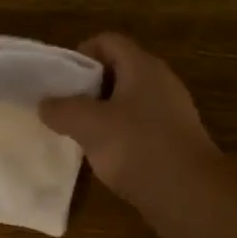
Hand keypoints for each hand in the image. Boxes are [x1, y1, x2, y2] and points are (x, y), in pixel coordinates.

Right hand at [38, 33, 224, 207]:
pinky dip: (121, 133)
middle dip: (89, 85)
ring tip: (81, 132)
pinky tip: (107, 155)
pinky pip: (141, 125)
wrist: (191, 196)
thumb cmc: (138, 148)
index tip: (62, 79)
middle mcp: (161, 82)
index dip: (81, 53)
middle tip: (66, 106)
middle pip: (119, 69)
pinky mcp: (176, 139)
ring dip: (103, 112)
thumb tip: (45, 104)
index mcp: (143, 67)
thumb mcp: (89, 126)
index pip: (109, 41)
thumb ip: (63, 109)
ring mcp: (172, 111)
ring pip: (129, 100)